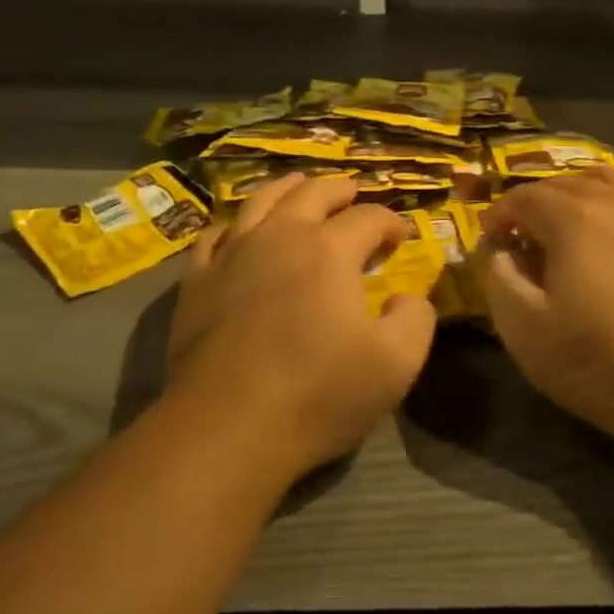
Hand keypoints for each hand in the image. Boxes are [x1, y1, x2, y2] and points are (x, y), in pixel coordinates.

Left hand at [166, 174, 436, 484]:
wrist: (226, 427)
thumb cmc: (317, 394)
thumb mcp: (396, 364)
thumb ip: (415, 319)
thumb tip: (408, 297)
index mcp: (329, 250)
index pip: (368, 218)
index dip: (390, 222)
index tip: (401, 237)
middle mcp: (280, 236)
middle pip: (313, 194)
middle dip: (340, 190)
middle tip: (354, 193)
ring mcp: (233, 255)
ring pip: (261, 201)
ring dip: (288, 189)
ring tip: (300, 186)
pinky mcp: (197, 281)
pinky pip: (214, 236)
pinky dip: (234, 225)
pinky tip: (239, 231)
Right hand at [479, 167, 613, 452]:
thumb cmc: (594, 361)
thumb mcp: (523, 328)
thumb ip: (499, 278)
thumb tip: (500, 252)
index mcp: (574, 219)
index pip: (525, 196)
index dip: (500, 214)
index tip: (491, 240)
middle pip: (564, 183)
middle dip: (534, 204)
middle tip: (521, 238)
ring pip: (607, 182)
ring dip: (576, 194)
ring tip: (565, 226)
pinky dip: (612, 207)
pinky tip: (609, 244)